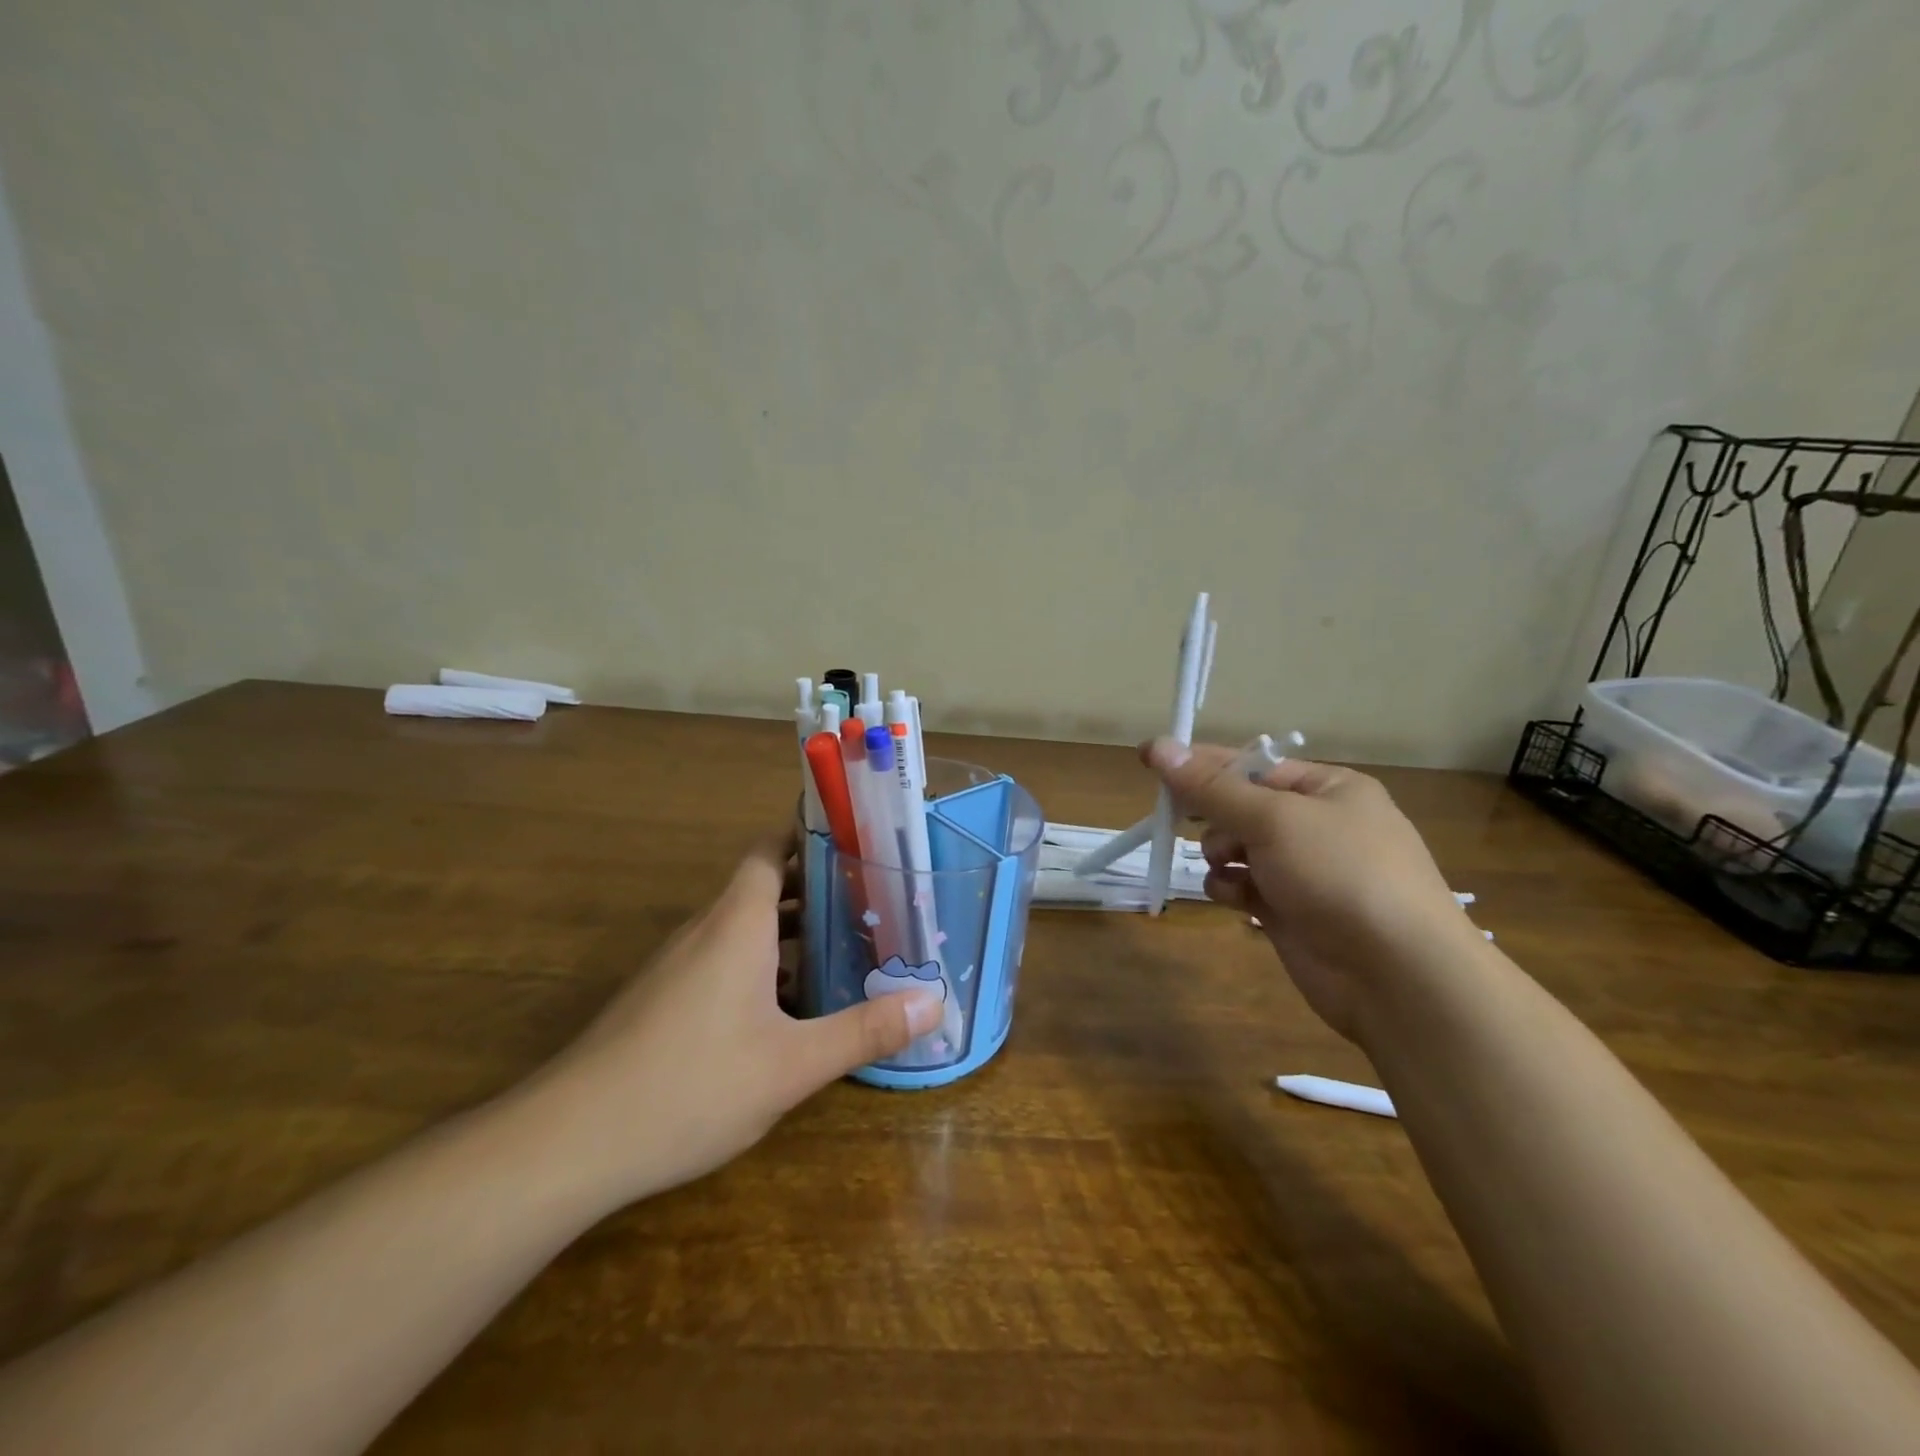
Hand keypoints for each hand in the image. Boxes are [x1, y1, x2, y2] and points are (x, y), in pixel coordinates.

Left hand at [522, 831, 942, 1208]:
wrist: (569, 1142)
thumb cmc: (691, 1085)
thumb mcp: (792, 1064)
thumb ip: (865, 1030)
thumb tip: (935, 1002)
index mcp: (738, 922)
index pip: (770, 849)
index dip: (808, 834)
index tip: (854, 838)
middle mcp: (706, 930)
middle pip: (764, 886)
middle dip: (815, 887)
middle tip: (870, 898)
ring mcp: (678, 966)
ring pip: (743, 928)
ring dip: (790, 930)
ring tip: (844, 946)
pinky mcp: (662, 1000)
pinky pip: (723, 960)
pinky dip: (761, 964)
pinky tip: (789, 1008)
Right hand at [1142, 738, 1475, 1041]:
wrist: (1396, 975)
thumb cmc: (1340, 875)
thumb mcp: (1272, 819)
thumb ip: (1210, 787)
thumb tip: (1158, 746)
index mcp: (1328, 789)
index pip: (1251, 765)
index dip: (1201, 763)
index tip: (1151, 759)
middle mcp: (1318, 824)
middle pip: (1241, 806)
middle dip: (1213, 817)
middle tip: (1181, 819)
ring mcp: (1305, 870)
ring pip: (1237, 848)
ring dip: (1221, 855)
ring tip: (1226, 868)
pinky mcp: (1291, 910)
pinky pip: (1244, 886)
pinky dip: (1232, 889)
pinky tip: (1236, 899)